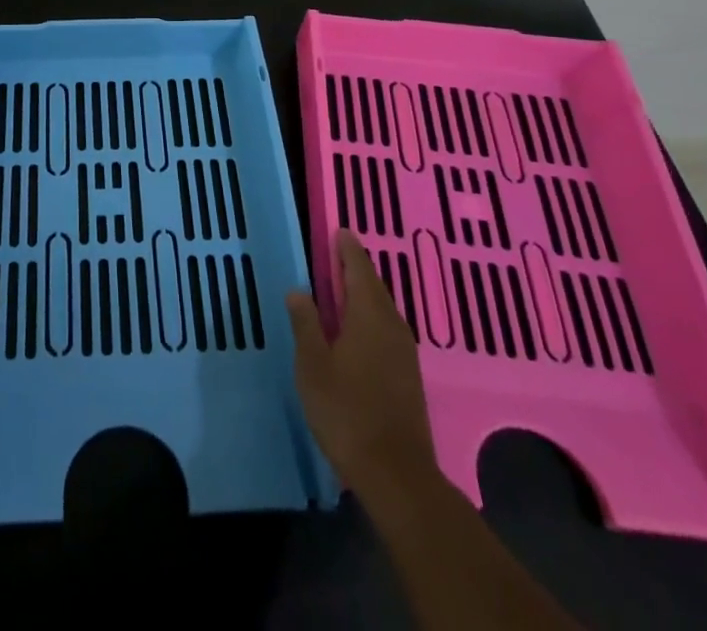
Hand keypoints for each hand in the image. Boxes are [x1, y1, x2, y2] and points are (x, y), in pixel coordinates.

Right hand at [286, 230, 439, 501]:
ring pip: (383, 308)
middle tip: (338, 252)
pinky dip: (372, 315)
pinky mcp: (408, 375)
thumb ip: (306, 324)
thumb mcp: (312, 366)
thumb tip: (299, 290)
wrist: (397, 474)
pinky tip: (359, 328)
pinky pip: (388, 328)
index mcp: (368, 315)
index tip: (339, 231)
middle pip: (374, 286)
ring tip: (344, 285)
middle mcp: (391, 325)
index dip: (347, 249)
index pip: (359, 269)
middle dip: (357, 268)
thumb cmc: (347, 412)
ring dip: (365, 292)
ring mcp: (404, 352)